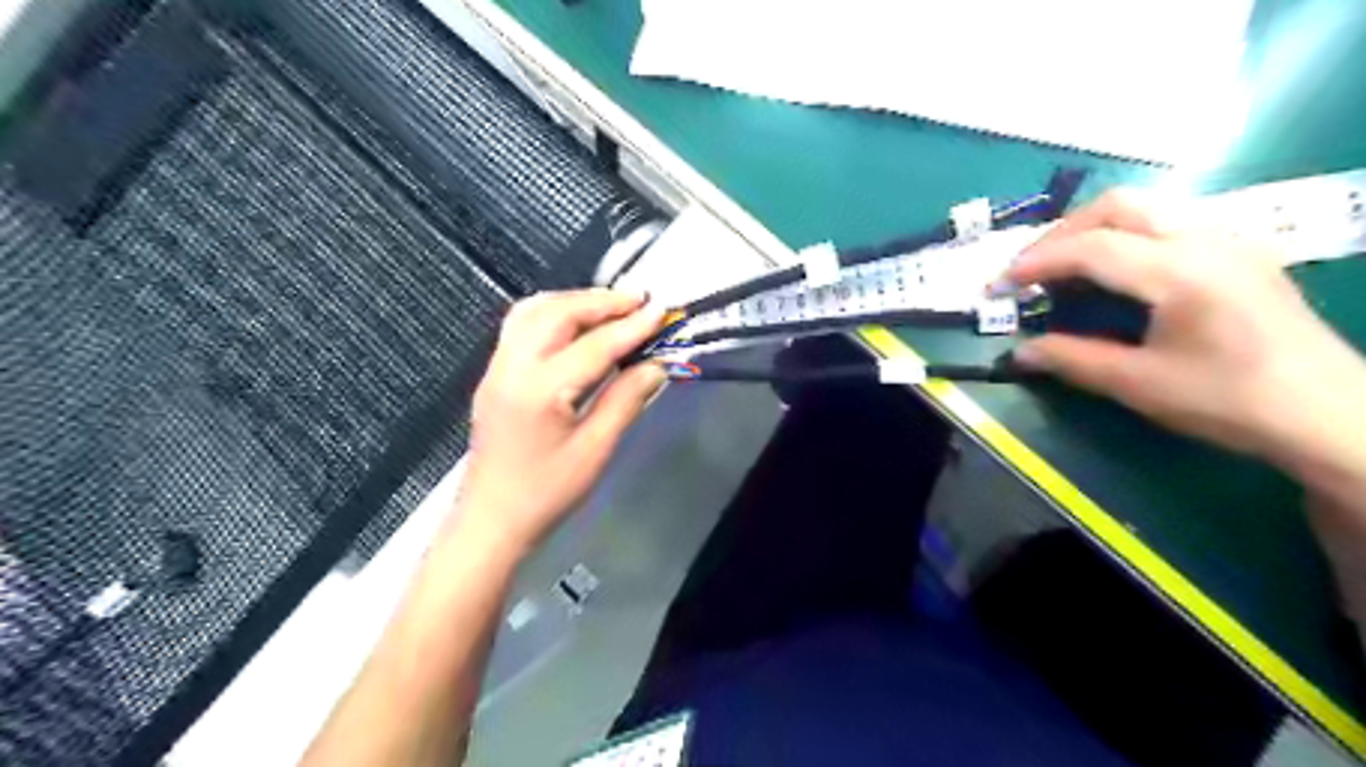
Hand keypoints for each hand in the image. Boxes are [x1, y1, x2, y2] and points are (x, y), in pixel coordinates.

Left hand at [452, 292, 667, 552]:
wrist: (492, 519)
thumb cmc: (547, 493)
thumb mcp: (595, 450)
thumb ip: (626, 400)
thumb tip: (657, 365)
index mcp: (540, 390)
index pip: (594, 345)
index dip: (631, 326)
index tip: (661, 310)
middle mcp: (513, 366)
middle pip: (557, 313)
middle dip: (601, 301)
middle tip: (639, 300)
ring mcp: (497, 367)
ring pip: (533, 311)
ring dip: (574, 301)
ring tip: (611, 306)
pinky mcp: (493, 374)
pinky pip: (521, 324)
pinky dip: (552, 312)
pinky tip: (576, 323)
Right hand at [1000, 189, 1365, 464]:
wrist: (1329, 412)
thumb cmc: (1230, 400)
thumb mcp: (1139, 385)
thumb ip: (1072, 360)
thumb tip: (1020, 352)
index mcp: (1181, 271)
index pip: (1091, 247)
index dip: (1036, 261)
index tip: (1000, 284)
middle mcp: (1206, 238)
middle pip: (1118, 205)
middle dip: (1062, 231)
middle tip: (1030, 268)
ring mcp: (1229, 238)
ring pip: (1146, 205)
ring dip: (1093, 228)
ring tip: (1064, 266)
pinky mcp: (1239, 249)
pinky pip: (1169, 220)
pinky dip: (1125, 233)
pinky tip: (1115, 270)